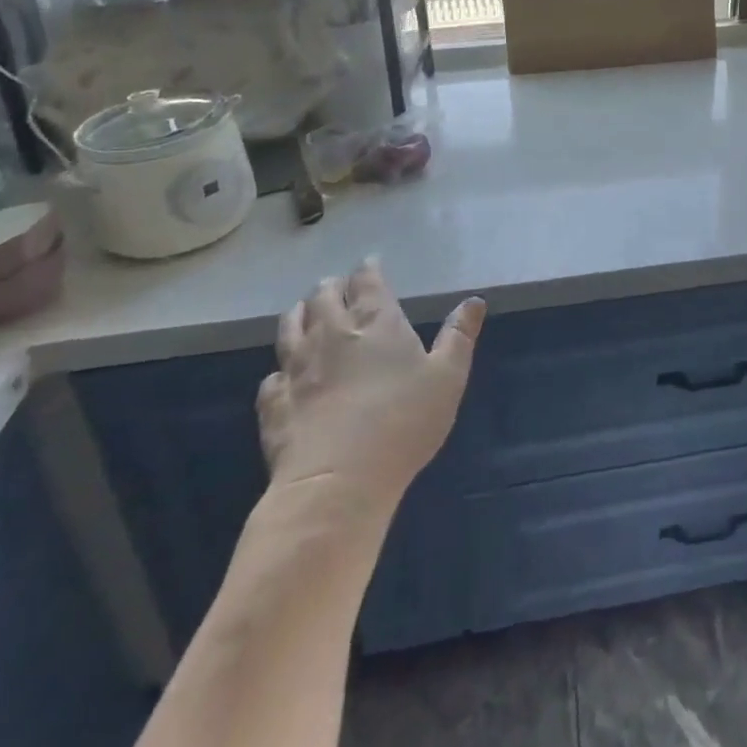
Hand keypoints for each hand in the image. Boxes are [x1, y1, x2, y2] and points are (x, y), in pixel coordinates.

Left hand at [256, 260, 484, 517]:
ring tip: (305, 311)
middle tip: (340, 286)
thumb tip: (474, 300)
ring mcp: (297, 367)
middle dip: (333, 286)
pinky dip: (280, 369)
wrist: (338, 482)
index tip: (371, 264)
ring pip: (290, 327)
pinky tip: (284, 375)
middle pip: (324, 296)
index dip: (369, 269)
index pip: (367, 281)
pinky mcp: (275, 403)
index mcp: (375, 322)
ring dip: (300, 314)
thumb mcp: (448, 377)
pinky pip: (273, 376)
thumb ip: (459, 336)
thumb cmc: (403, 422)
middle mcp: (331, 333)